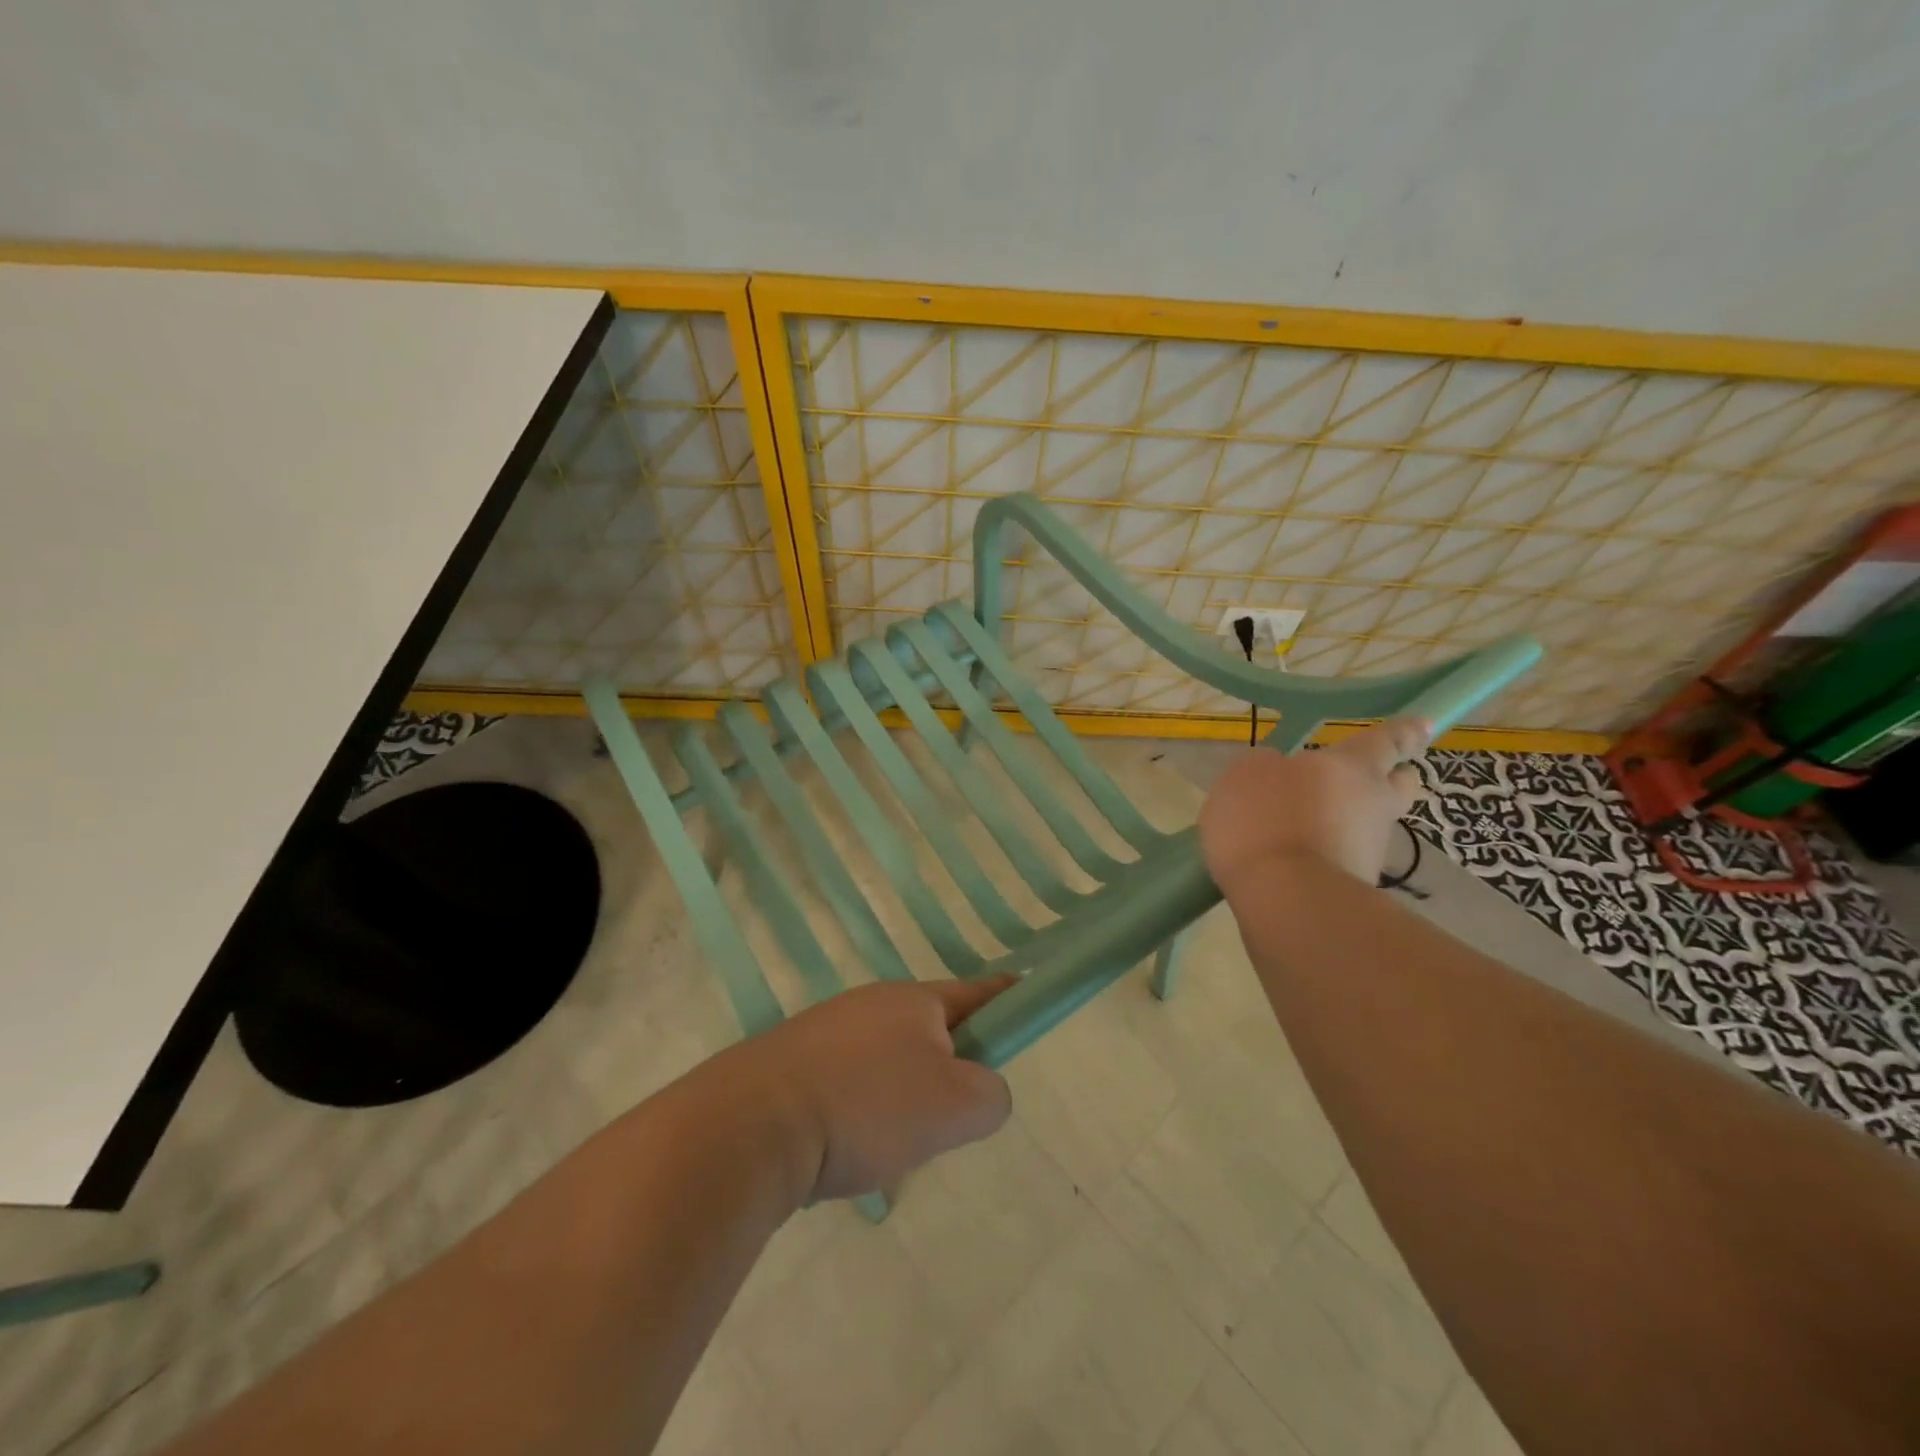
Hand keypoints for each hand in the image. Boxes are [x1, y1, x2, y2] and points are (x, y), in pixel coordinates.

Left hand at [730, 977, 1016, 1204]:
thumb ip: (992, 1095)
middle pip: (929, 1031)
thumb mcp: (957, 1106)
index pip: (977, 992)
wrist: (752, 1125)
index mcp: (914, 1000)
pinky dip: (858, 1114)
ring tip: (887, 1150)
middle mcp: (870, 1004)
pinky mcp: (790, 1064)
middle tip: (947, 1120)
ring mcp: (825, 1031)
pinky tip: (844, 1152)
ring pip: (885, 1063)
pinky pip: (846, 1085)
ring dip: (899, 1099)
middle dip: (947, 1070)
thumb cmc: (868, 1106)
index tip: (1024, 995)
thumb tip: (978, 1093)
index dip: (1007, 997)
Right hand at [1198, 717, 1429, 891]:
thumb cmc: (1267, 818)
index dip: (1404, 732)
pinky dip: (1325, 855)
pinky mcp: (1356, 886)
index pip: (1387, 740)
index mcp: (1354, 765)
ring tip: (1302, 828)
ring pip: (1369, 825)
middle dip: (1392, 778)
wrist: (1288, 898)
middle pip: (1398, 786)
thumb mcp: (1247, 774)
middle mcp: (1374, 804)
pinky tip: (1291, 860)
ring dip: (1347, 823)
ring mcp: (1370, 849)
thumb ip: (1267, 766)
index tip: (1425, 725)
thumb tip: (1279, 772)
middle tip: (1375, 777)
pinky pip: (1343, 858)